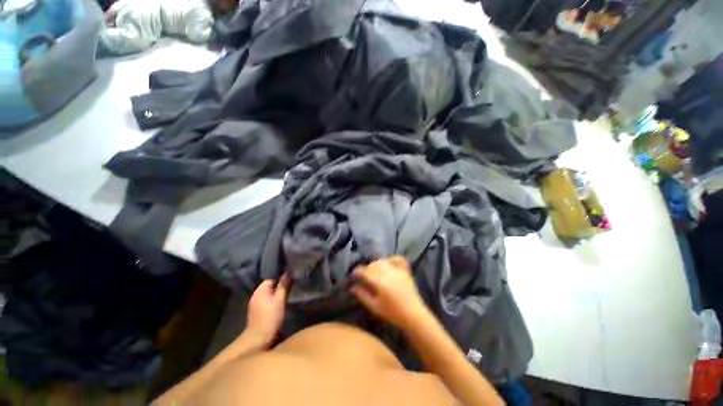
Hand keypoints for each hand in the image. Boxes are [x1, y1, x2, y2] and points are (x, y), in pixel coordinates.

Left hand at [244, 274, 290, 347]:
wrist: (258, 339)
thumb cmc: (270, 317)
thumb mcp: (280, 300)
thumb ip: (283, 286)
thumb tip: (288, 272)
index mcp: (260, 290)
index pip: (271, 277)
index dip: (281, 276)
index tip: (291, 275)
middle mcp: (256, 295)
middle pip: (270, 285)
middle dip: (280, 284)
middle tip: (292, 283)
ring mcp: (255, 304)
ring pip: (269, 293)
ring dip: (277, 292)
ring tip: (289, 291)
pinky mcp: (257, 311)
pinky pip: (267, 300)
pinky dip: (273, 299)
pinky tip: (280, 301)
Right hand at [350, 256, 429, 330]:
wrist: (413, 314)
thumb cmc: (392, 313)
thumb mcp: (374, 307)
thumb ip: (362, 295)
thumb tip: (353, 287)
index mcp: (378, 281)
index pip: (364, 271)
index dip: (356, 272)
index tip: (353, 276)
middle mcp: (387, 271)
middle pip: (372, 264)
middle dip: (366, 269)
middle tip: (363, 276)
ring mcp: (397, 269)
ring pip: (382, 261)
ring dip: (375, 264)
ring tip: (373, 271)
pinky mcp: (404, 270)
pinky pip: (396, 258)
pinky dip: (390, 259)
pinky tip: (387, 263)